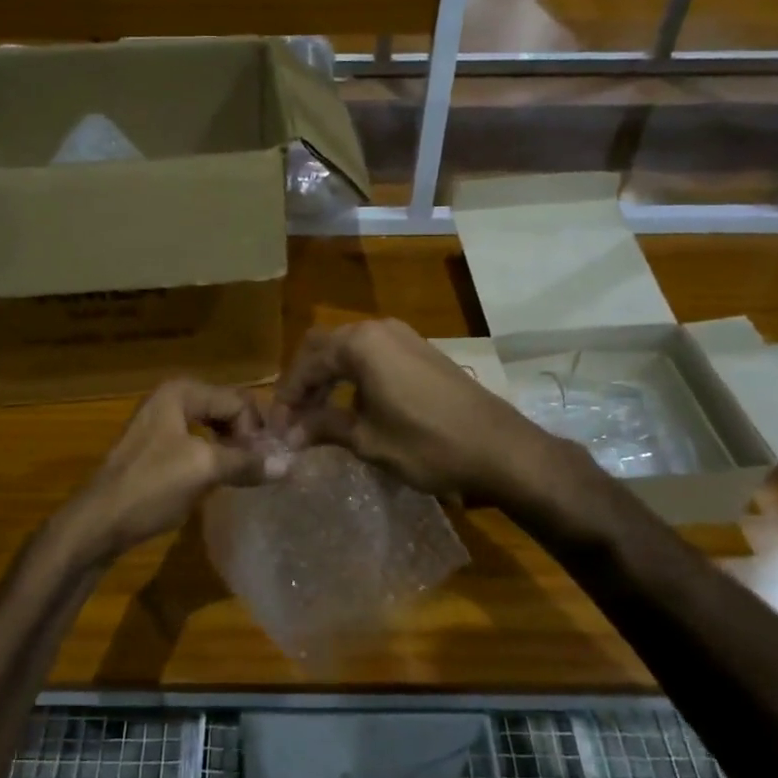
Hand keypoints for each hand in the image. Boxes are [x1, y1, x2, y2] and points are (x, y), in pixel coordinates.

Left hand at [57, 379, 267, 563]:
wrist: (98, 523)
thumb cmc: (150, 487)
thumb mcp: (203, 470)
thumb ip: (246, 463)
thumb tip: (289, 465)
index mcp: (181, 392)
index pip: (238, 400)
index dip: (255, 431)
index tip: (262, 464)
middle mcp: (172, 398)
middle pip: (227, 409)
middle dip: (247, 436)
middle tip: (259, 468)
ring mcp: (162, 423)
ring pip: (214, 427)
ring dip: (233, 448)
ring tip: (245, 475)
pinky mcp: (157, 448)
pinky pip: (199, 443)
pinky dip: (216, 457)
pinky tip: (222, 479)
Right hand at [270, 320, 552, 500]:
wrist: (499, 448)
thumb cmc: (427, 444)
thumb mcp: (367, 440)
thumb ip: (323, 428)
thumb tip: (287, 434)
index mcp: (360, 343)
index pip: (306, 363)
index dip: (286, 397)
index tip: (277, 430)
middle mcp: (378, 329)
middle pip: (323, 348)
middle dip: (303, 383)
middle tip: (292, 421)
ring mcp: (403, 336)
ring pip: (347, 350)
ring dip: (327, 379)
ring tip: (316, 418)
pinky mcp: (419, 351)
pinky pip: (371, 355)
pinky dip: (352, 377)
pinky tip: (350, 407)